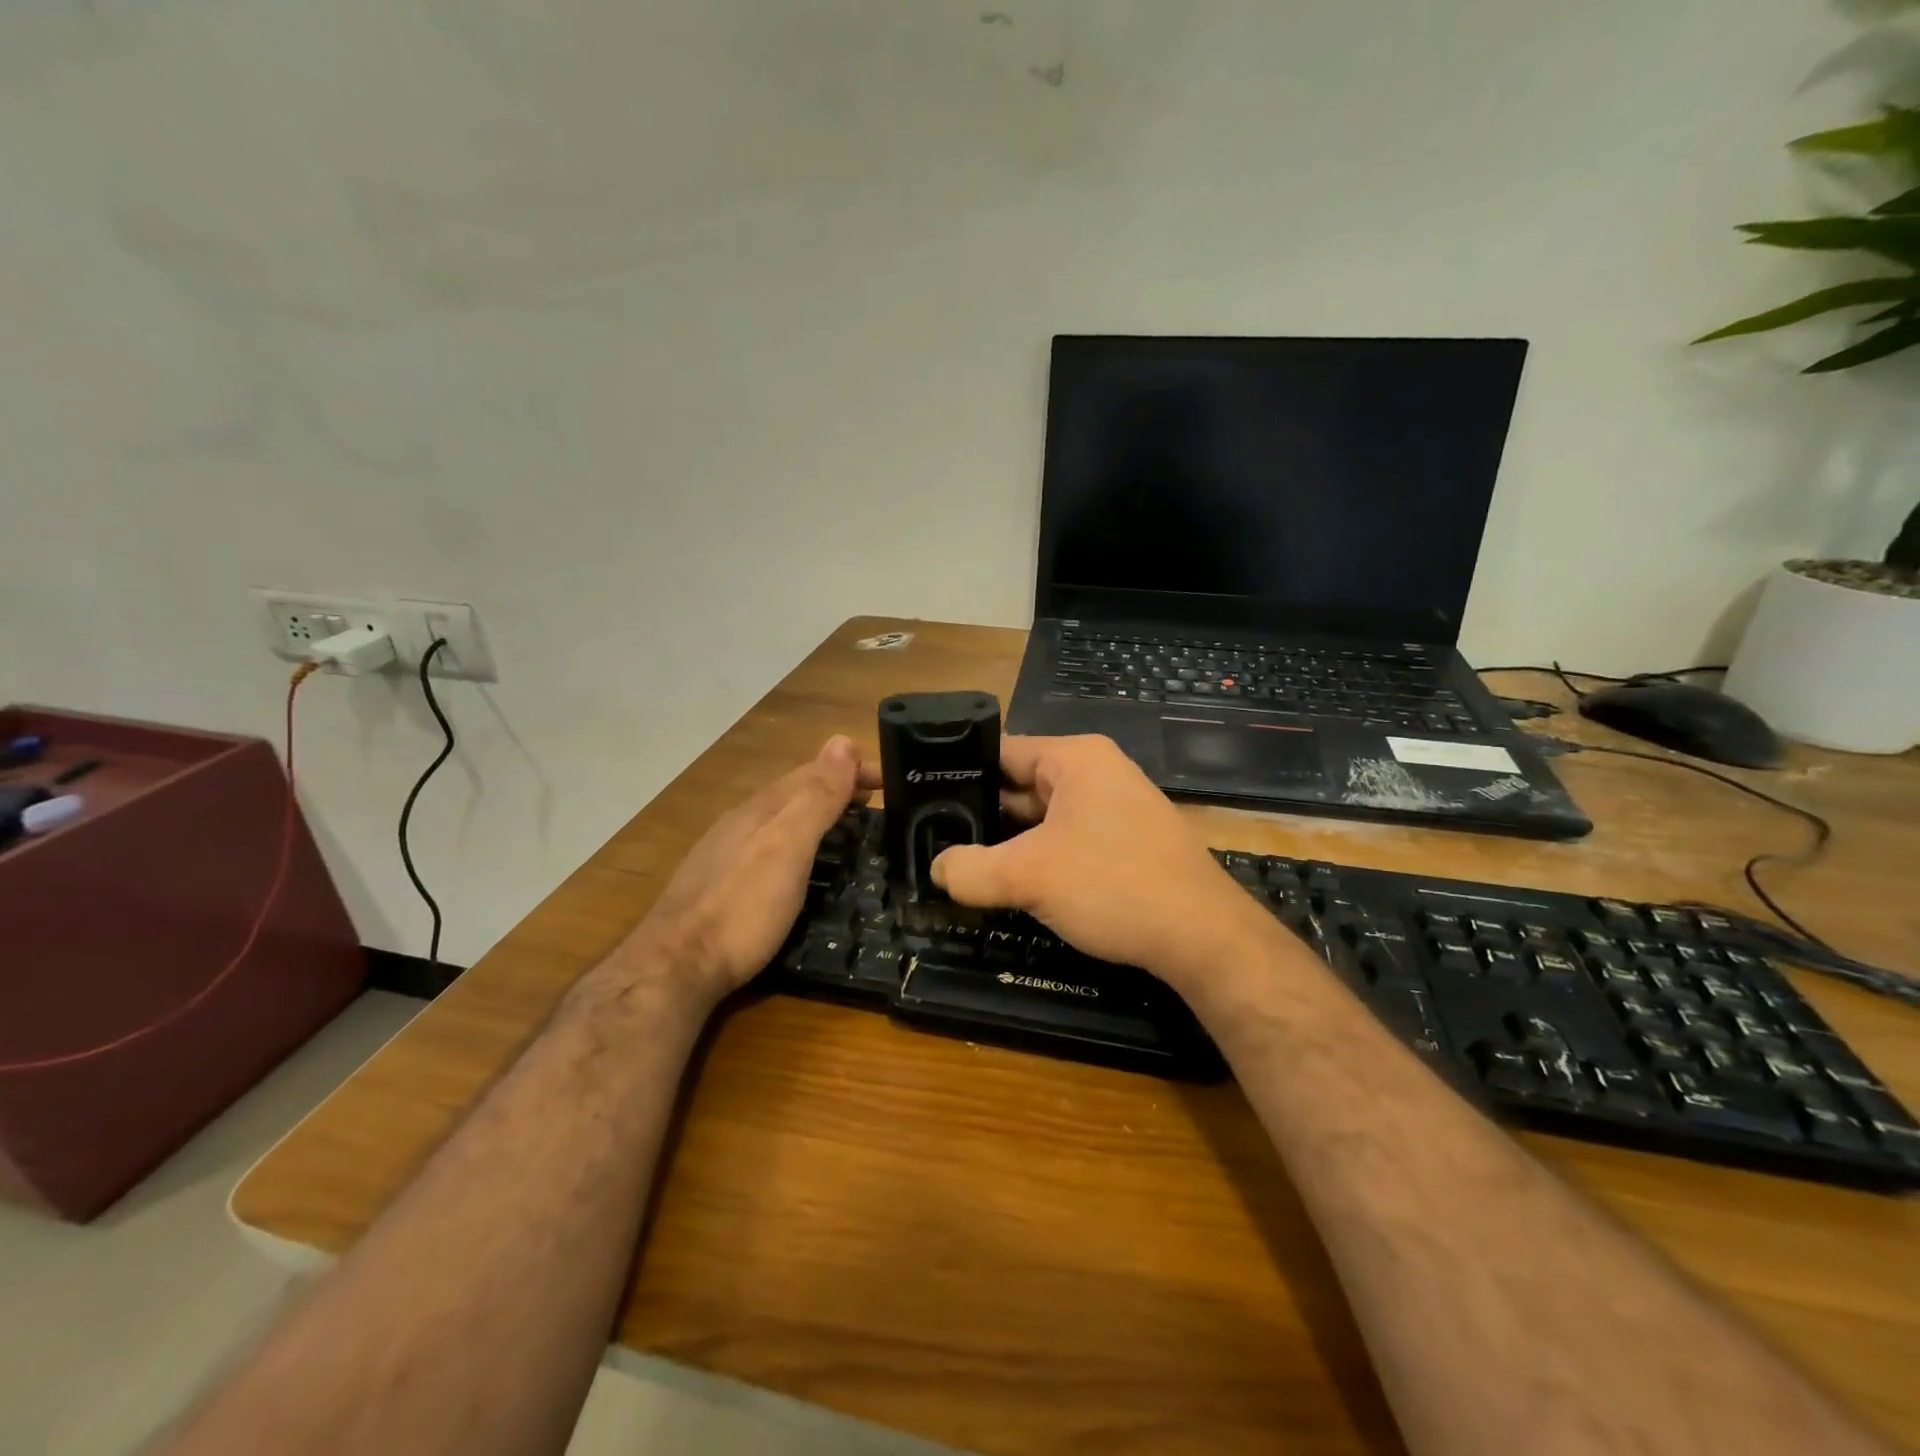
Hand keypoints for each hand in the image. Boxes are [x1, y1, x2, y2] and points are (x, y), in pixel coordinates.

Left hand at [624, 735, 877, 1008]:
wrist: (676, 967)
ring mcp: (728, 852)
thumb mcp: (787, 847)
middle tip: (877, 803)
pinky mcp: (723, 884)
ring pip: (783, 819)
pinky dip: (800, 841)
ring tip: (851, 828)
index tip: (890, 779)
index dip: (852, 768)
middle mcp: (743, 822)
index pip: (814, 771)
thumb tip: (843, 741)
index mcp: (762, 808)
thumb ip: (816, 797)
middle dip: (838, 788)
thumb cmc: (742, 907)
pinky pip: (772, 845)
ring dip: (820, 814)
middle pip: (797, 792)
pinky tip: (804, 864)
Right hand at [929, 735, 1276, 991]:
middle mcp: (1096, 773)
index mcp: (1075, 758)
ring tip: (962, 865)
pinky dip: (1039, 858)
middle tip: (934, 840)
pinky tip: (1012, 884)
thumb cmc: (1114, 886)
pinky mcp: (1125, 842)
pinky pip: (1067, 839)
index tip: (923, 799)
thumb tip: (937, 869)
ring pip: (1043, 818)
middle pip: (1020, 785)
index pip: (1001, 751)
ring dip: (1010, 842)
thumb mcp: (1029, 877)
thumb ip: (970, 870)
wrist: (1203, 937)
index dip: (959, 773)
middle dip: (982, 815)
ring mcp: (1114, 808)